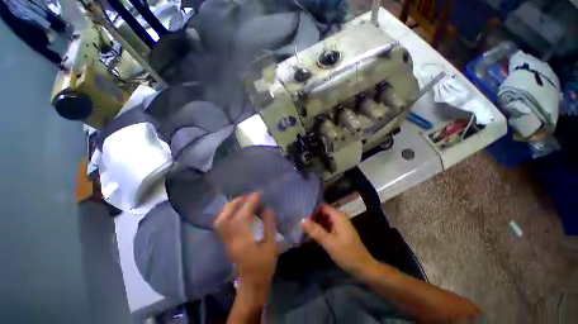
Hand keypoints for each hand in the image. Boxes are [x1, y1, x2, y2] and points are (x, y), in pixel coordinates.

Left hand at [214, 192, 278, 304]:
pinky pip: (221, 223)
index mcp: (244, 242)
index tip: (259, 194)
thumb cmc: (264, 265)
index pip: (243, 217)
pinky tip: (238, 209)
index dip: (250, 203)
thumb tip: (268, 208)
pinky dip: (228, 213)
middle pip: (225, 218)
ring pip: (220, 220)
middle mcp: (231, 240)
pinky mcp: (225, 242)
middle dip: (237, 203)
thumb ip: (269, 225)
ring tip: (243, 200)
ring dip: (231, 207)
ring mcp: (226, 241)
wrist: (252, 283)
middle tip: (249, 196)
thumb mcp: (271, 245)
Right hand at [301, 203, 376, 275]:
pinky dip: (320, 228)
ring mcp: (339, 225)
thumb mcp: (329, 242)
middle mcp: (339, 218)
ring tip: (303, 225)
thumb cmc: (347, 254)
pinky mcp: (339, 232)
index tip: (301, 211)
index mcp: (338, 217)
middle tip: (299, 218)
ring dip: (315, 222)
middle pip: (323, 212)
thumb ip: (316, 231)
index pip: (323, 206)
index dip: (312, 208)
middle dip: (312, 215)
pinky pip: (327, 226)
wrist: (363, 268)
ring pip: (324, 220)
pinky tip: (311, 232)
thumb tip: (302, 220)